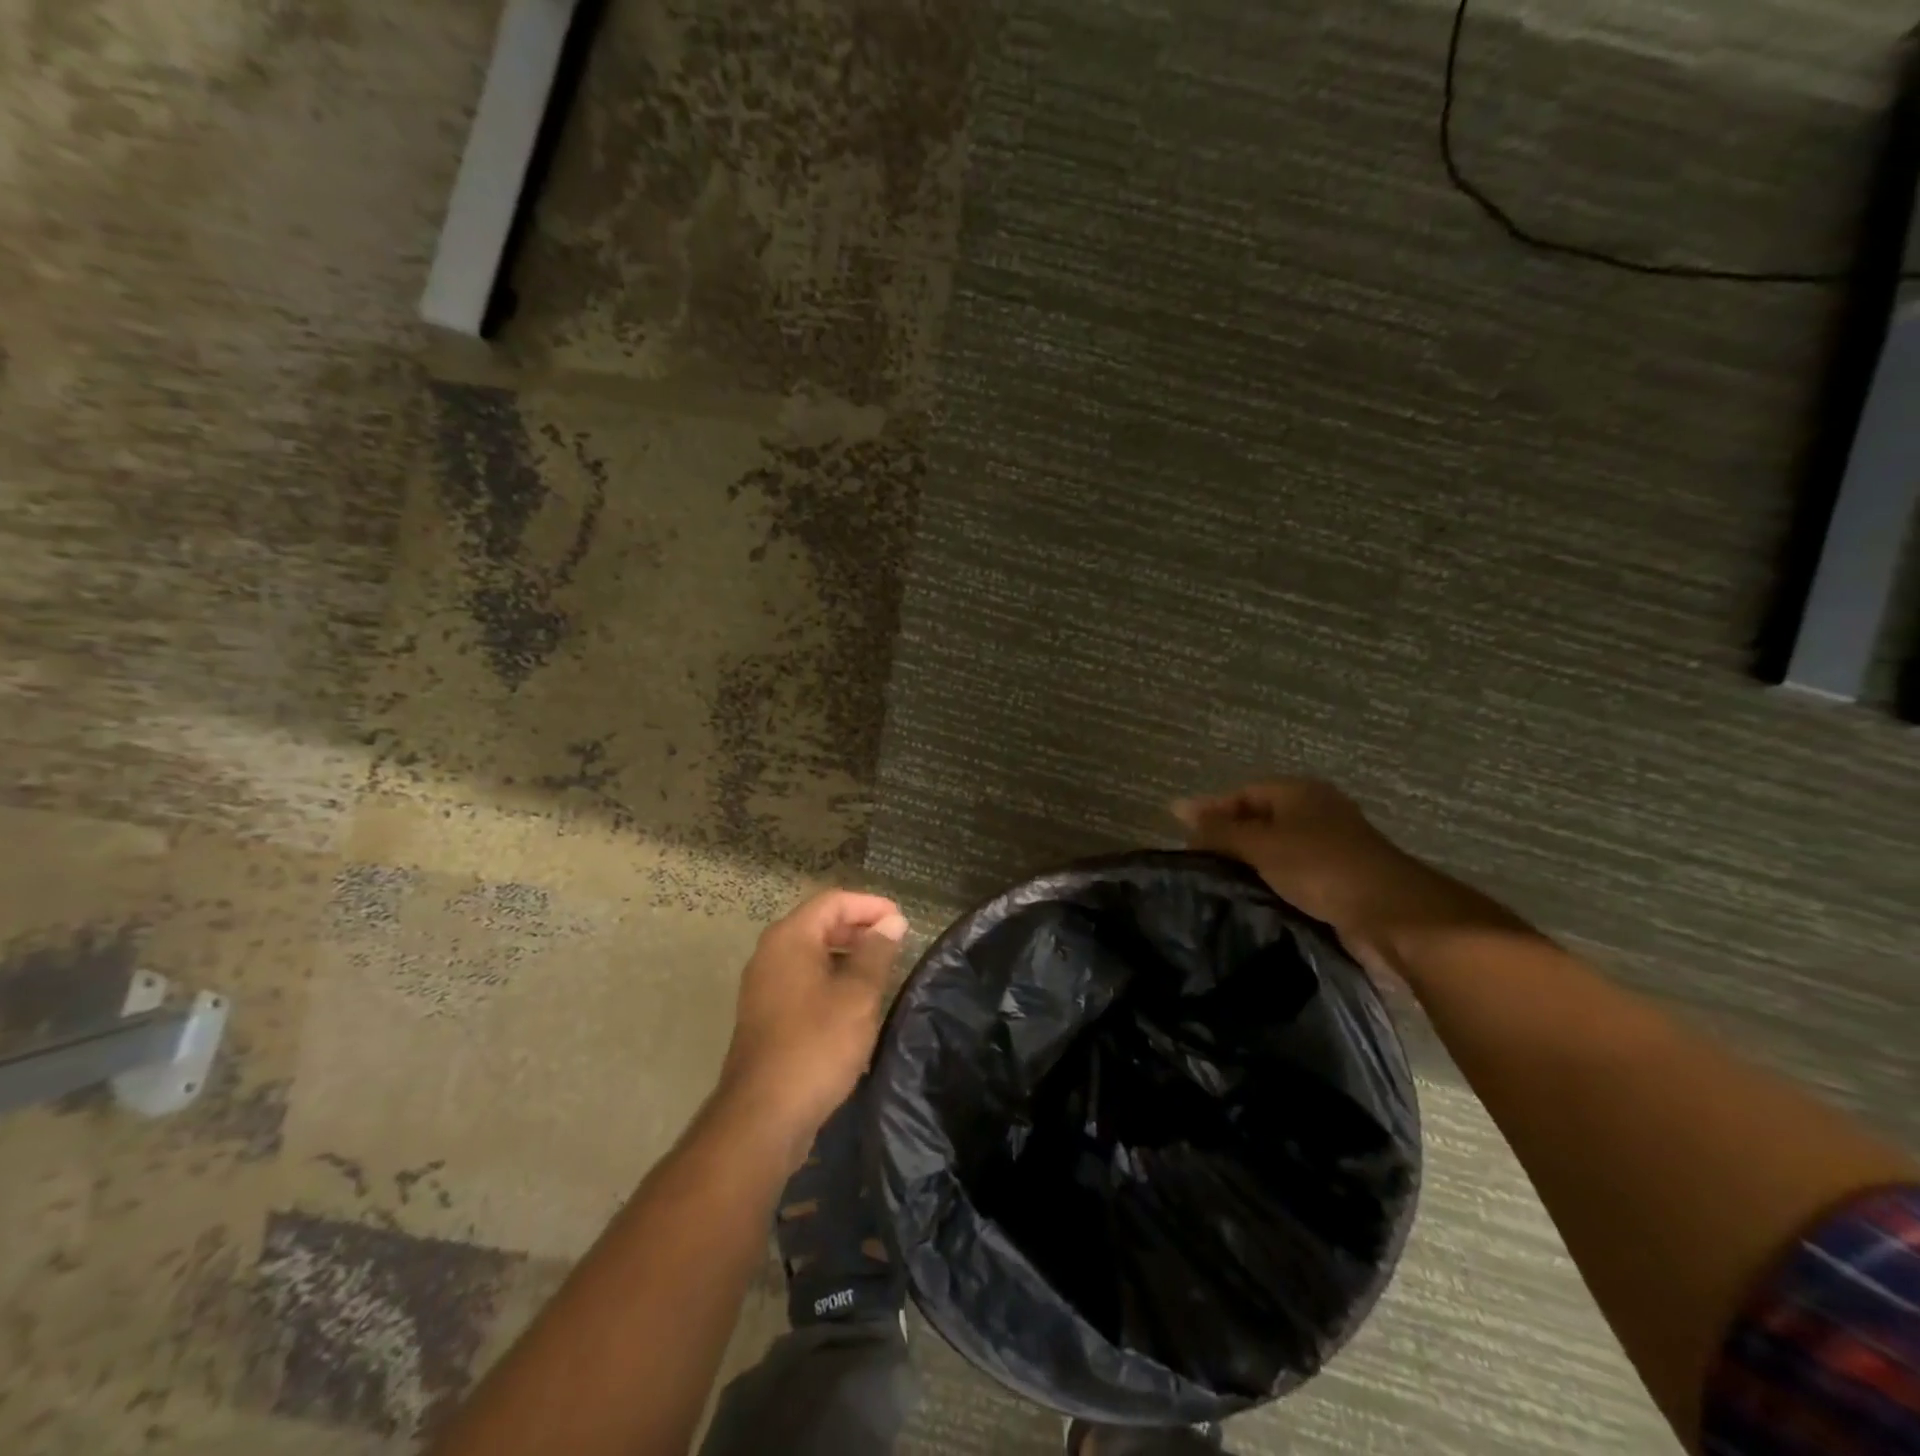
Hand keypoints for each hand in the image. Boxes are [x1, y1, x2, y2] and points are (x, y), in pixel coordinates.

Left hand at [715, 890, 908, 1165]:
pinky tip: (854, 1002)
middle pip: (819, 923)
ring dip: (846, 954)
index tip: (902, 921)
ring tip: (881, 971)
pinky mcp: (765, 1014)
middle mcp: (770, 953)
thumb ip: (876, 953)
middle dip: (859, 927)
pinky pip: (803, 979)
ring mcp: (764, 985)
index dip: (870, 905)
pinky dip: (830, 978)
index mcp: (789, 939)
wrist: (762, 1116)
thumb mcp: (857, 996)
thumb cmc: (816, 1045)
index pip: (833, 901)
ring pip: (811, 953)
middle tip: (895, 943)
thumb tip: (892, 922)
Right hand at [1174, 778, 1472, 972]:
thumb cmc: (1321, 867)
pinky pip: (1291, 872)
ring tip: (1215, 883)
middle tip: (1195, 863)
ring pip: (1274, 848)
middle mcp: (1315, 811)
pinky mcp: (1338, 877)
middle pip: (1258, 819)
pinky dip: (1269, 881)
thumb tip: (1177, 808)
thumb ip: (1219, 830)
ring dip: (1247, 863)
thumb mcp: (1261, 844)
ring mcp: (1329, 845)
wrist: (1393, 915)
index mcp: (1298, 792)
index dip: (1210, 811)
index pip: (1242, 794)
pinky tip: (1250, 898)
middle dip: (1226, 838)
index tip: (1182, 836)